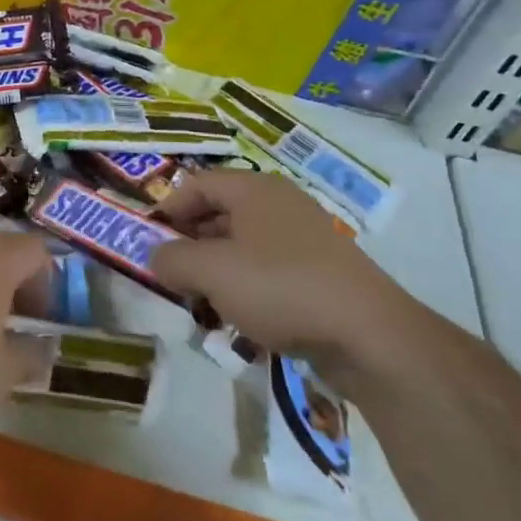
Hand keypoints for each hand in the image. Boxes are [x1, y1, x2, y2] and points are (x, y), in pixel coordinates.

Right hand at [151, 170, 425, 381]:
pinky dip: (247, 288)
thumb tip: (156, 257)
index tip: (150, 243)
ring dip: (217, 271)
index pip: (196, 184)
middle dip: (190, 244)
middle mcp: (279, 203)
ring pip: (243, 246)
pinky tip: (241, 320)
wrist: (370, 336)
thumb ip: (172, 259)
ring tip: (202, 303)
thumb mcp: (211, 271)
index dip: (168, 210)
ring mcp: (304, 238)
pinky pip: (269, 270)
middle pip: (219, 213)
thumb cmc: (281, 288)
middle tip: (172, 276)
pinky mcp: (321, 273)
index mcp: (254, 189)